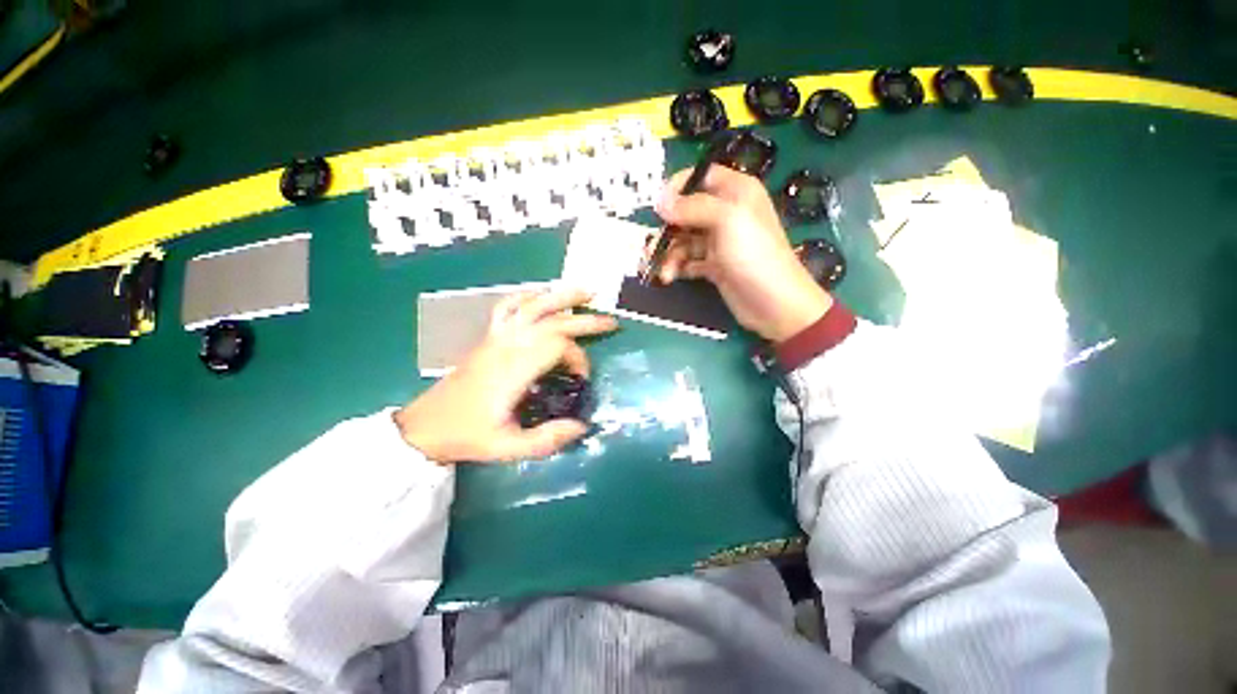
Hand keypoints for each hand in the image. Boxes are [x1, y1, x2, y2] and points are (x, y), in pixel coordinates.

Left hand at [394, 289, 617, 463]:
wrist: (427, 425)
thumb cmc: (468, 435)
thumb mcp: (508, 448)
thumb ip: (548, 439)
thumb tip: (583, 425)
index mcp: (513, 369)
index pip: (557, 346)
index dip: (578, 358)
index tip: (582, 380)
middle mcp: (506, 346)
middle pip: (552, 321)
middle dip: (585, 321)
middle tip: (612, 323)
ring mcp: (496, 337)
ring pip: (533, 306)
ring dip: (562, 297)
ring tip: (588, 292)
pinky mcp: (489, 337)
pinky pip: (508, 306)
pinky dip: (528, 296)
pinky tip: (543, 294)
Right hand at [654, 165, 831, 342]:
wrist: (772, 303)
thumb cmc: (753, 255)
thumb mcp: (726, 220)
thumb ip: (692, 206)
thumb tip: (659, 201)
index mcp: (735, 192)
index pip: (700, 177)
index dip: (677, 188)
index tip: (658, 208)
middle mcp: (726, 213)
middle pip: (686, 211)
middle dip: (667, 228)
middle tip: (653, 245)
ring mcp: (719, 242)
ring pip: (683, 239)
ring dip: (669, 253)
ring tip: (664, 271)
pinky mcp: (713, 266)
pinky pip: (687, 260)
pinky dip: (676, 267)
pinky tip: (670, 277)